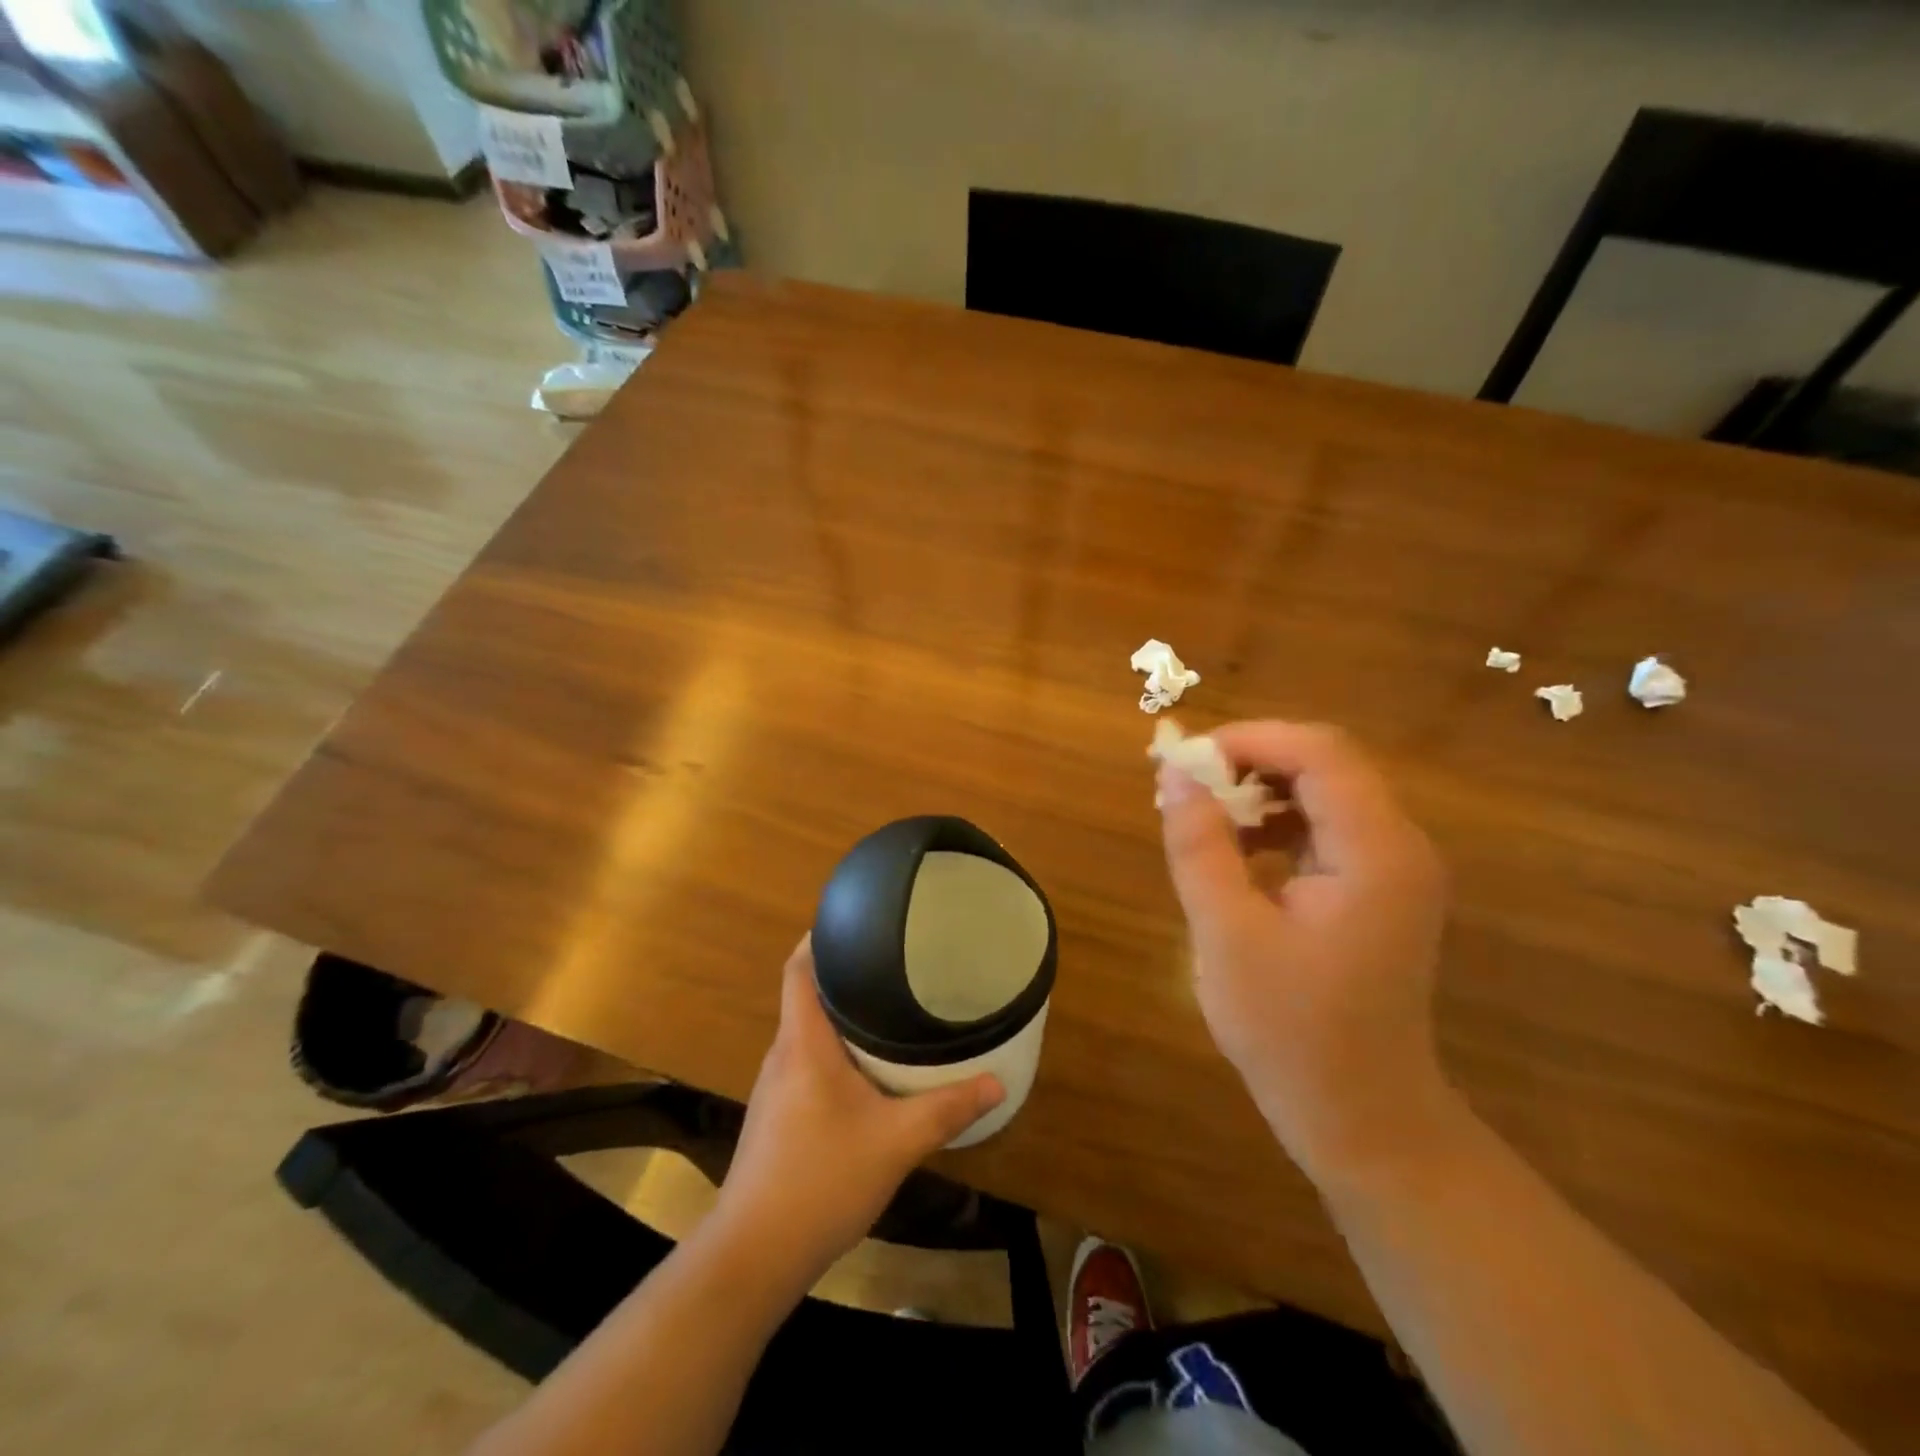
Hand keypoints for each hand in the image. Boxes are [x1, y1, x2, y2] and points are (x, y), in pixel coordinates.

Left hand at [711, 936, 1004, 1286]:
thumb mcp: (896, 1142)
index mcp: (803, 1043)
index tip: (853, 920)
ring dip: (839, 1016)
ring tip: (884, 1008)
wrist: (754, 1255)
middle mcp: (782, 1055)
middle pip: (805, 996)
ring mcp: (774, 1088)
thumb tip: (997, 1083)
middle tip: (890, 962)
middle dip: (842, 975)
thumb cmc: (821, 1180)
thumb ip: (947, 1109)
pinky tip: (865, 1071)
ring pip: (807, 1033)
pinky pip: (806, 1063)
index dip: (818, 938)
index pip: (798, 969)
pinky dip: (833, 1051)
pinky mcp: (776, 1117)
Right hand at [1157, 721, 1451, 1180]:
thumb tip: (1174, 773)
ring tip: (1201, 816)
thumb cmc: (1290, 1031)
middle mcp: (1399, 845)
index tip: (1185, 761)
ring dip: (1259, 790)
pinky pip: (1325, 827)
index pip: (1319, 752)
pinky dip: (1275, 822)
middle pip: (1325, 764)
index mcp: (1376, 852)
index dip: (1248, 740)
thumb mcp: (1226, 932)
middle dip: (1250, 761)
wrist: (1361, 1115)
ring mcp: (1393, 867)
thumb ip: (1199, 845)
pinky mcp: (1377, 887)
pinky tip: (1236, 850)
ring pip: (1323, 791)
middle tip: (1185, 786)